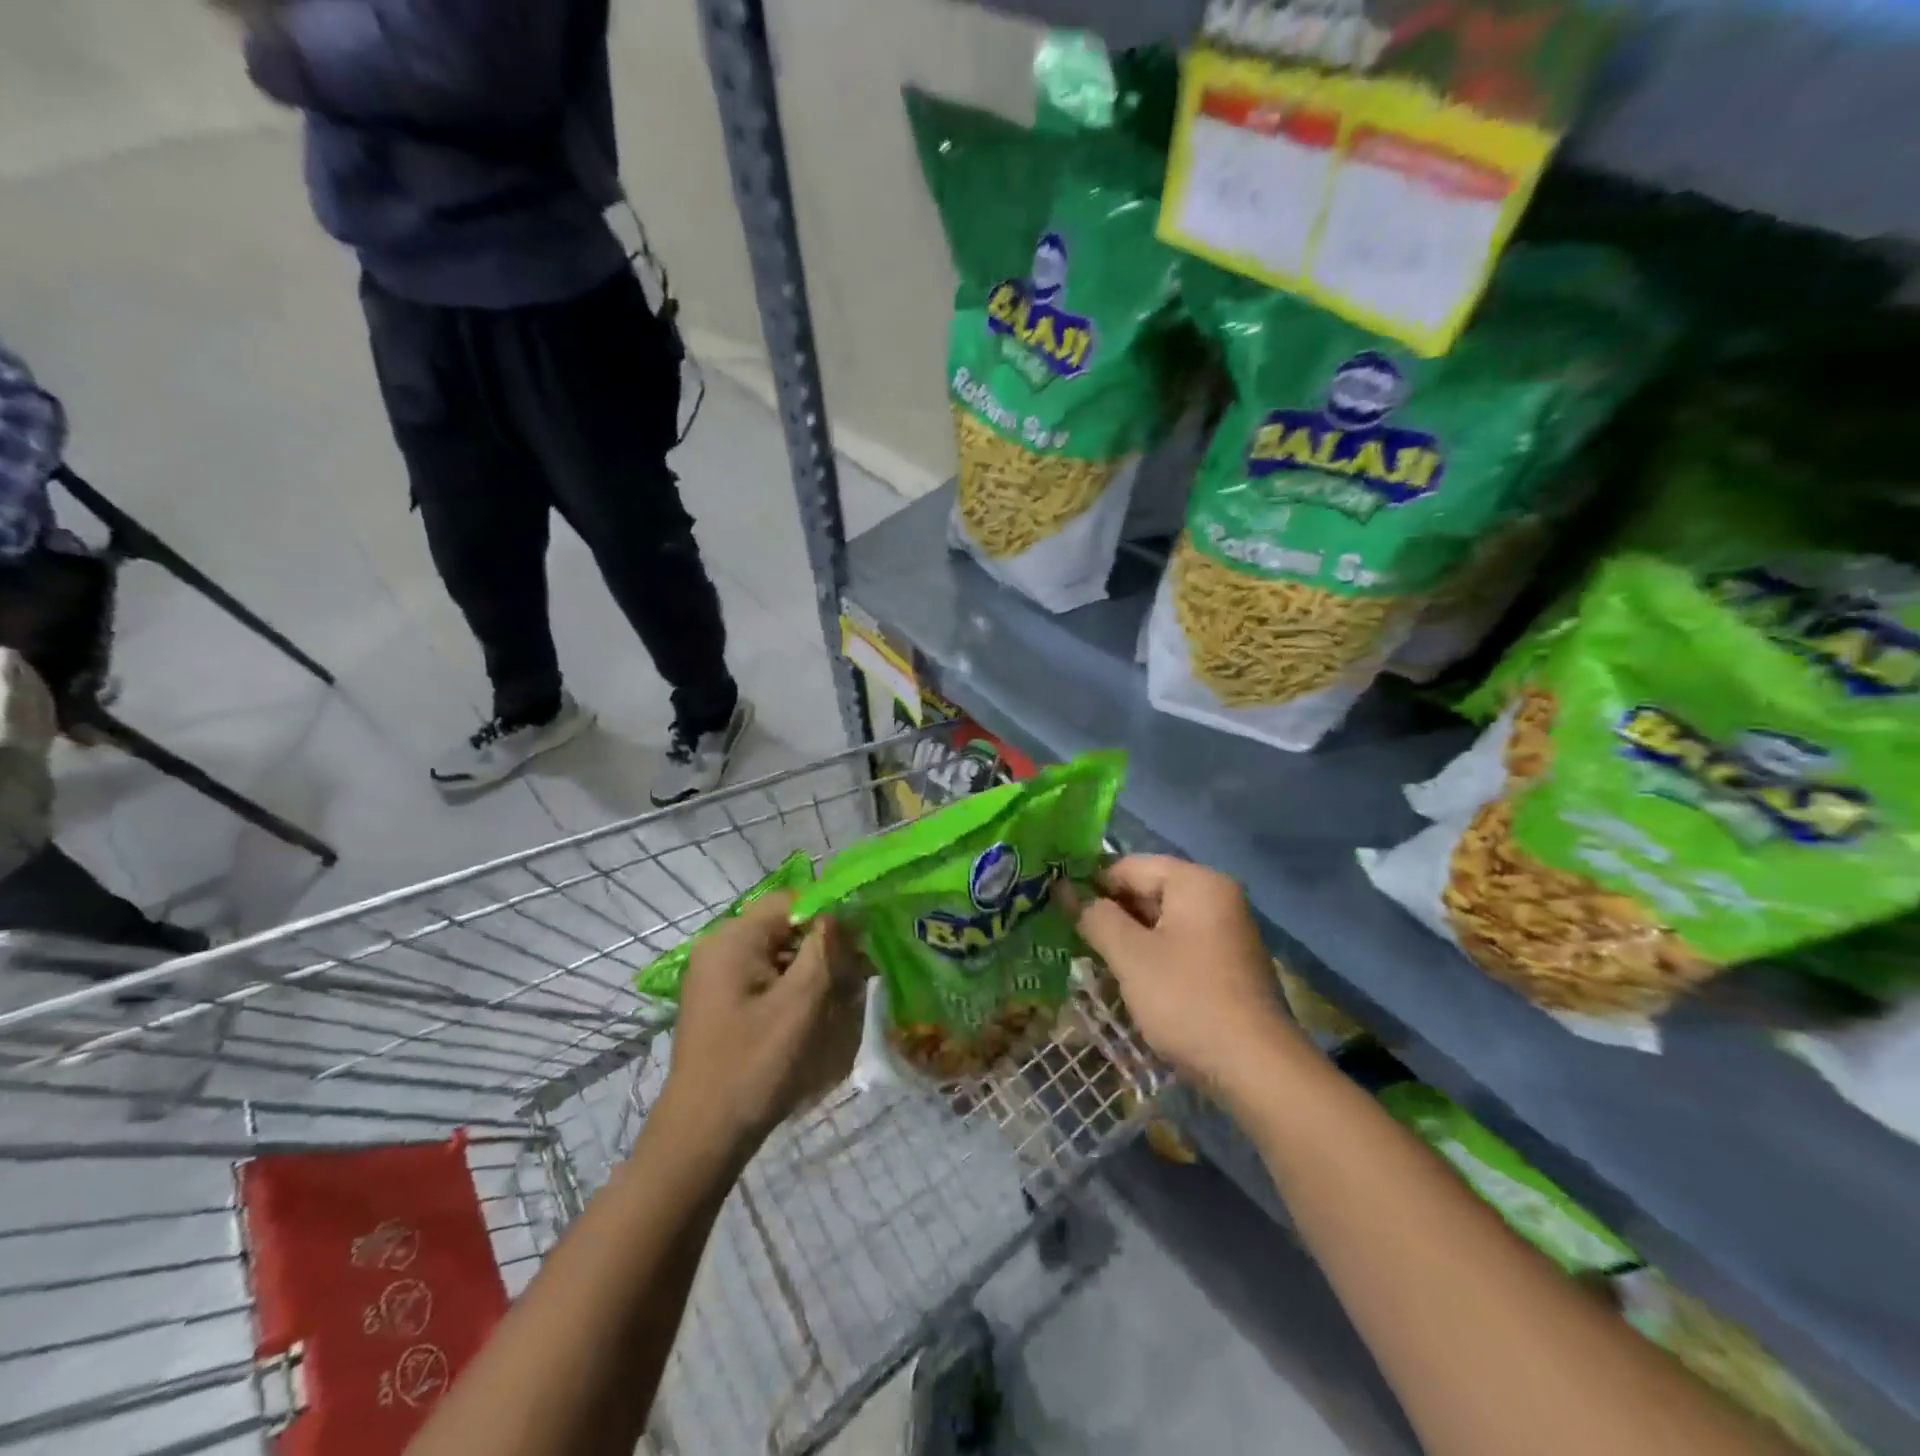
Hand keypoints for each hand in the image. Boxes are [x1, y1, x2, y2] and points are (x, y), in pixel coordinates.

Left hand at [665, 893, 868, 1155]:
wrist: (702, 1135)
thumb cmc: (755, 1063)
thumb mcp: (801, 1002)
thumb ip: (825, 948)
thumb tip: (842, 914)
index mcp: (733, 939)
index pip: (791, 901)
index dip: (829, 915)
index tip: (859, 944)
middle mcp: (719, 947)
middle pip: (783, 927)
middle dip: (822, 946)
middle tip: (857, 976)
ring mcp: (715, 975)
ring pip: (776, 953)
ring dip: (810, 969)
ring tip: (840, 998)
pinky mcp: (719, 1001)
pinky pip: (763, 977)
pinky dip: (790, 987)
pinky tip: (812, 1014)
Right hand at [1066, 856, 1297, 1093]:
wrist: (1257, 1069)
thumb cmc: (1186, 1000)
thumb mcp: (1130, 956)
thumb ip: (1096, 917)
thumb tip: (1066, 890)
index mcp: (1196, 882)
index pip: (1130, 866)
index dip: (1091, 884)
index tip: (1060, 910)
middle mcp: (1217, 896)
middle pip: (1149, 890)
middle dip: (1111, 913)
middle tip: (1073, 938)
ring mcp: (1227, 931)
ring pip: (1162, 920)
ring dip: (1129, 938)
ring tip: (1095, 960)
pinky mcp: (1228, 963)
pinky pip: (1180, 944)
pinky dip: (1153, 955)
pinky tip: (1131, 980)